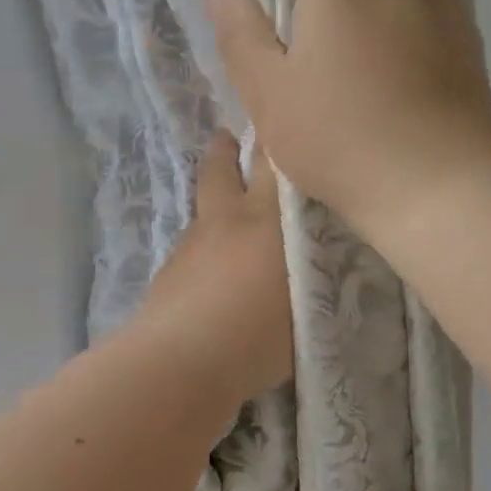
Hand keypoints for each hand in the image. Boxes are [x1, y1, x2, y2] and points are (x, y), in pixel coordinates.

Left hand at [132, 131, 293, 402]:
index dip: (277, 141)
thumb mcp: (311, 302)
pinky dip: (205, 244)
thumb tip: (323, 262)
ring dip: (215, 199)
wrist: (182, 362)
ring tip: (230, 211)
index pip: (274, 163)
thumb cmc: (259, 333)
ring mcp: (190, 245)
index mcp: (266, 219)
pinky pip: (192, 245)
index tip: (285, 127)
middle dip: (228, 149)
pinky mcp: (167, 274)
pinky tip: (214, 269)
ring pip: (203, 208)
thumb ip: (319, 274)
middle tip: (233, 137)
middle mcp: (225, 220)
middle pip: (221, 169)